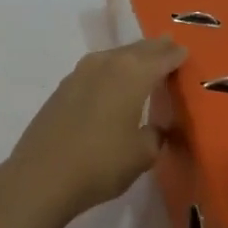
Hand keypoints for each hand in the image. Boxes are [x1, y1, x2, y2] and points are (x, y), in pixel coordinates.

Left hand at [0, 38, 188, 227]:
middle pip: (138, 50)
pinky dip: (111, 73)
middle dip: (156, 50)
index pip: (162, 56)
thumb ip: (155, 134)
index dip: (177, 55)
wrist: (41, 177)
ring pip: (115, 57)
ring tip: (144, 67)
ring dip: (131, 59)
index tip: (187, 54)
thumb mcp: (143, 154)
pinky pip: (96, 71)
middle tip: (170, 50)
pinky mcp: (62, 88)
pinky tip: (113, 87)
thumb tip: (156, 127)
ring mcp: (80, 73)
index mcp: (133, 73)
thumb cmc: (101, 164)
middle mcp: (107, 63)